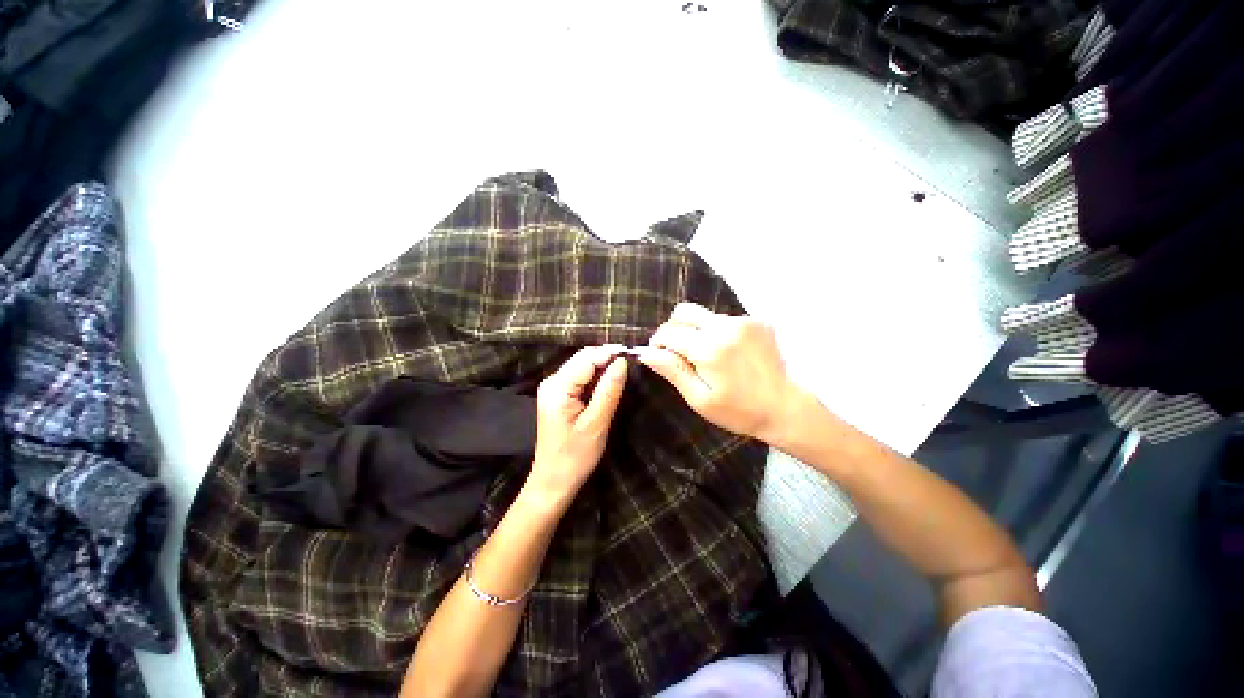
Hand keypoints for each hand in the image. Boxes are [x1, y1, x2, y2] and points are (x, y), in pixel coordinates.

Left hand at [528, 346, 628, 507]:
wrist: (553, 481)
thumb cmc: (575, 457)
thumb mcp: (596, 424)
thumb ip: (609, 390)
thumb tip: (622, 362)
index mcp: (558, 387)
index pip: (587, 358)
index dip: (611, 353)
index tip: (634, 354)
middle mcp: (552, 381)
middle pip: (583, 358)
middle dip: (607, 357)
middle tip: (632, 363)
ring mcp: (554, 387)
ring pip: (583, 365)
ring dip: (603, 366)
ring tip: (625, 372)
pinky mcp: (559, 395)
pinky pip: (580, 376)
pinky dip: (596, 376)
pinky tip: (609, 382)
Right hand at [638, 303, 803, 444]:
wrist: (784, 408)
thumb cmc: (738, 411)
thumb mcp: (699, 399)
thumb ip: (673, 371)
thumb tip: (646, 352)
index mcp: (710, 349)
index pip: (669, 331)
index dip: (658, 342)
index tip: (660, 356)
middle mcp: (726, 327)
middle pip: (684, 311)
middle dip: (674, 328)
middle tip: (679, 352)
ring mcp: (744, 321)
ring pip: (704, 315)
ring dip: (697, 331)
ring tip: (708, 357)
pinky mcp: (757, 321)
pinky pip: (724, 319)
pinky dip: (717, 332)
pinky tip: (728, 353)